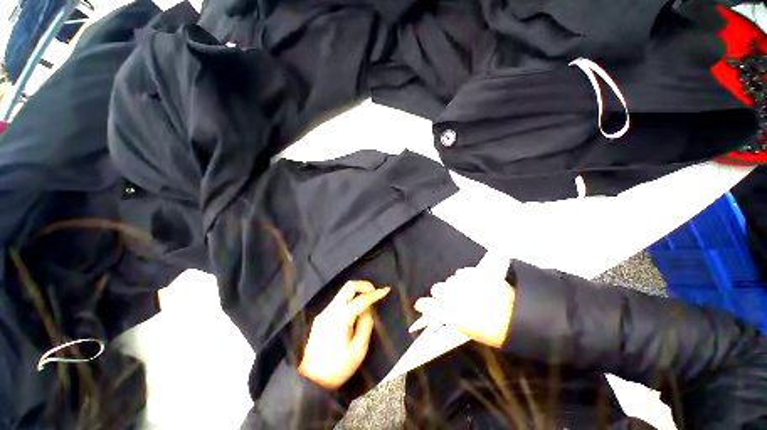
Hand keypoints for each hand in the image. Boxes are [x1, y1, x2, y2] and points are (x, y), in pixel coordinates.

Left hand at [298, 281, 389, 389]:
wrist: (308, 380)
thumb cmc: (336, 369)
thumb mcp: (357, 352)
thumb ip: (365, 326)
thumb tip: (368, 310)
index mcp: (341, 318)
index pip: (361, 300)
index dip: (375, 294)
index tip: (386, 290)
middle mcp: (331, 310)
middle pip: (348, 287)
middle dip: (364, 285)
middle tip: (375, 292)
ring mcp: (324, 312)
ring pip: (343, 292)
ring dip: (357, 292)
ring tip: (368, 302)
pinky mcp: (321, 317)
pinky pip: (339, 301)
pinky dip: (350, 300)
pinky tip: (355, 312)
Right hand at [413, 267, 515, 348]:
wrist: (522, 317)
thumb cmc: (497, 332)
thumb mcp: (472, 332)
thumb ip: (454, 320)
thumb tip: (443, 313)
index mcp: (456, 317)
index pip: (430, 307)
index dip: (423, 305)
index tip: (419, 304)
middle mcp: (459, 298)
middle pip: (438, 289)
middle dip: (439, 293)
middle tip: (446, 297)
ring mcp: (469, 285)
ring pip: (450, 279)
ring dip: (453, 285)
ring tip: (463, 290)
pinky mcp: (479, 275)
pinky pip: (463, 272)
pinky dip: (464, 277)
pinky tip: (470, 282)